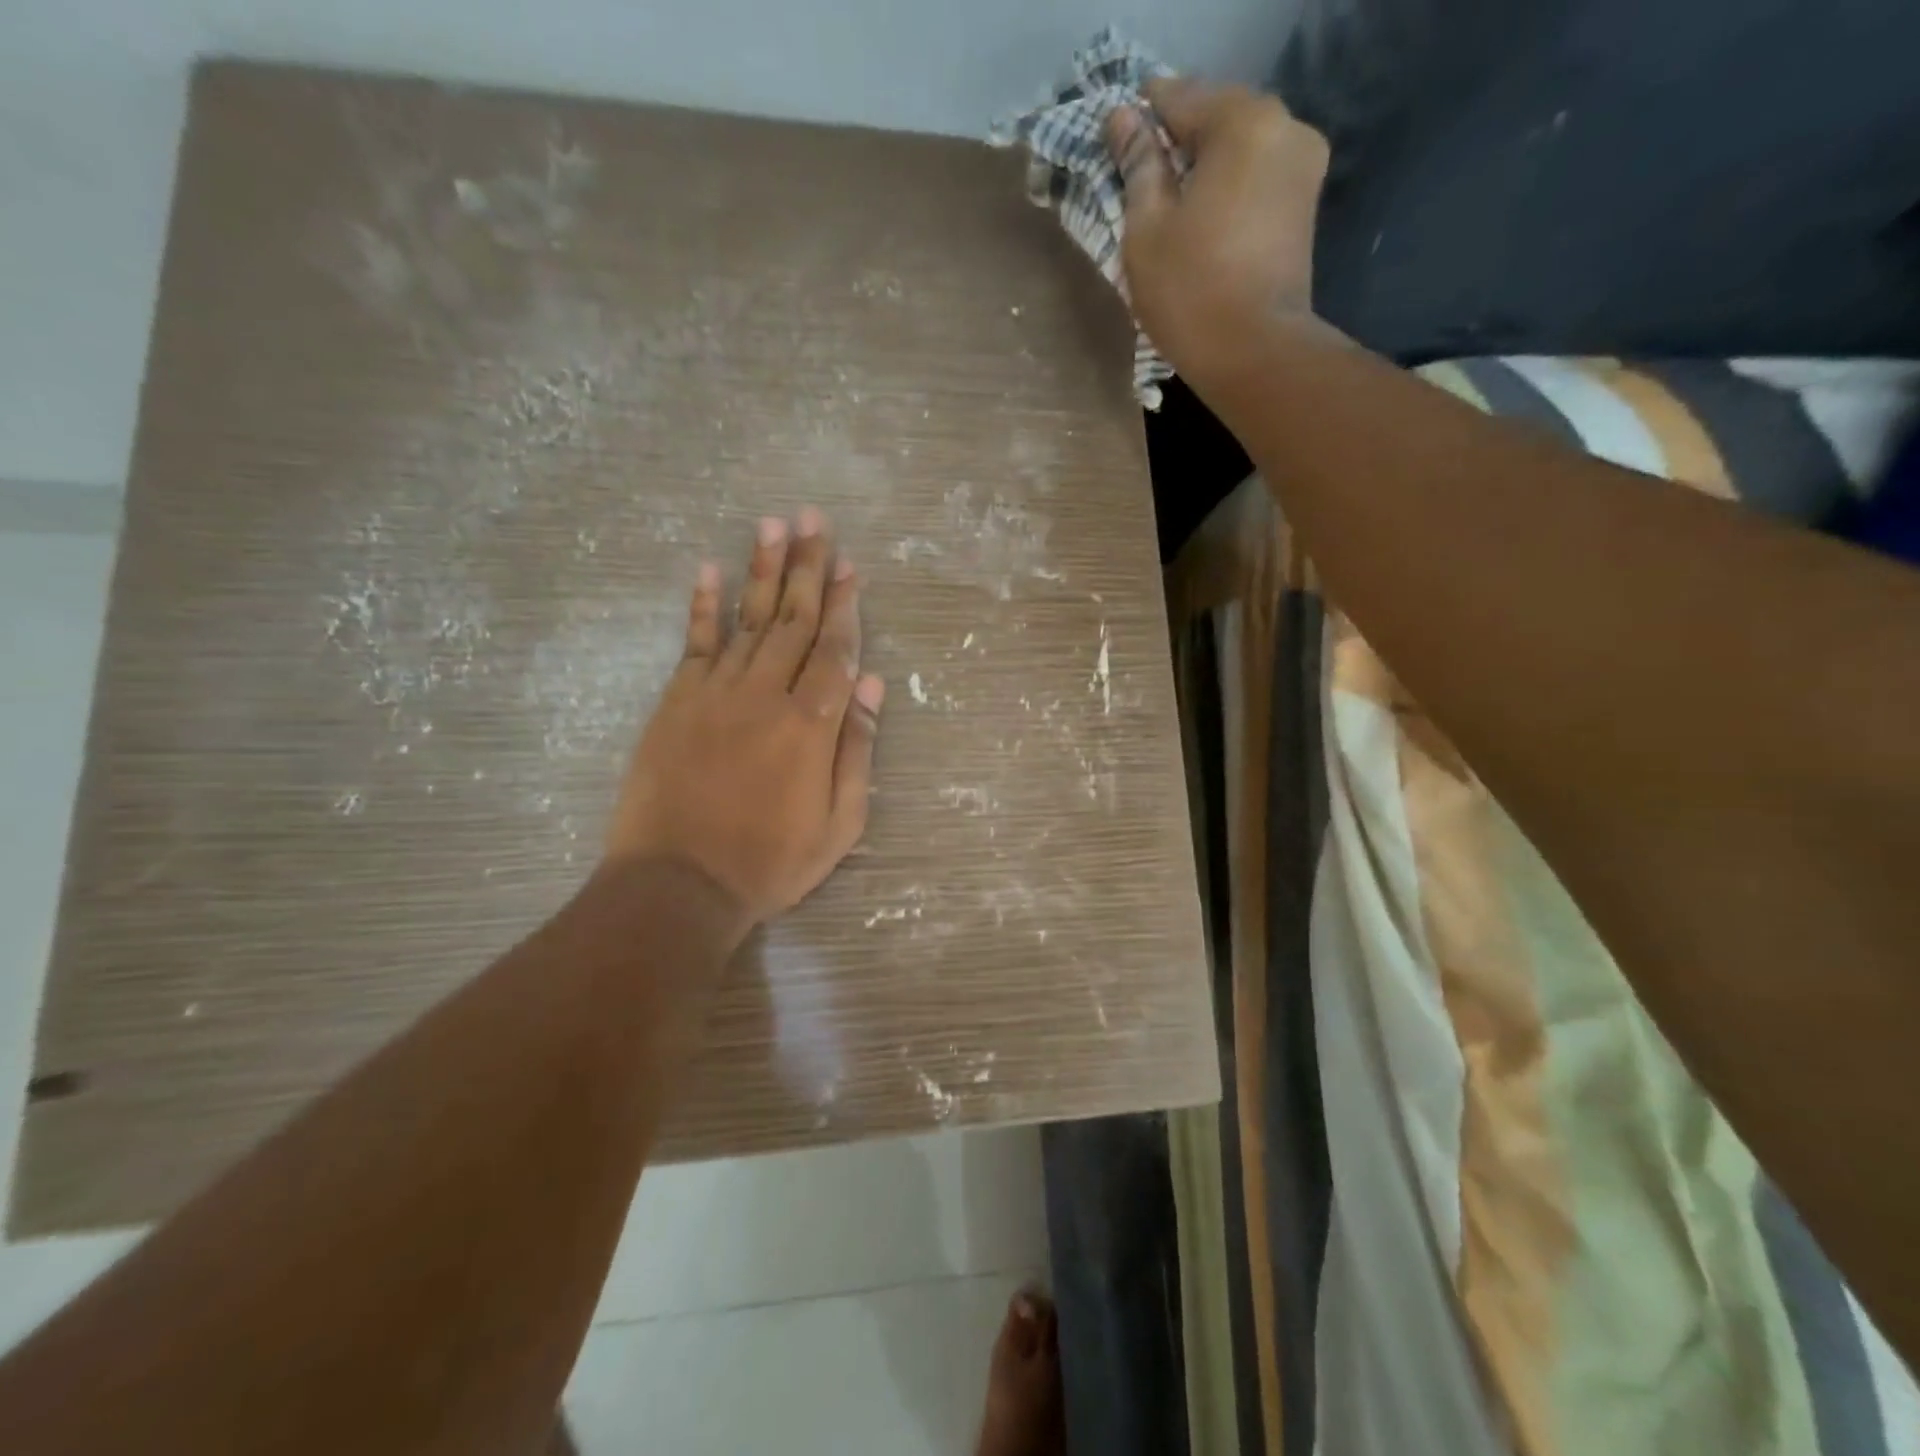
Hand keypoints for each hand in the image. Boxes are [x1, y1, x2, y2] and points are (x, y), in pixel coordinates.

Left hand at [607, 507, 884, 927]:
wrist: (679, 883)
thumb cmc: (771, 861)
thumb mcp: (840, 823)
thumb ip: (856, 750)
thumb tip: (870, 684)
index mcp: (811, 726)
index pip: (835, 650)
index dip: (845, 605)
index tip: (851, 566)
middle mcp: (766, 695)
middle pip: (793, 620)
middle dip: (808, 567)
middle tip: (815, 520)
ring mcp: (717, 693)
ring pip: (748, 620)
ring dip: (763, 569)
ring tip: (773, 524)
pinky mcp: (677, 702)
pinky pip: (695, 643)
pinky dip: (703, 605)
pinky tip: (710, 570)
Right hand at [1104, 79, 1331, 383]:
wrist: (1254, 352)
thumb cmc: (1190, 291)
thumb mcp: (1146, 228)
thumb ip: (1137, 165)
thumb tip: (1123, 118)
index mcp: (1243, 121)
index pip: (1180, 97)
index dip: (1142, 116)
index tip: (1115, 142)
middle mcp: (1285, 127)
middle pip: (1216, 118)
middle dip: (1176, 143)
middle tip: (1138, 179)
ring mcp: (1303, 167)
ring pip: (1239, 150)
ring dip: (1203, 169)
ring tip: (1167, 206)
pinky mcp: (1305, 206)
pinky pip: (1256, 179)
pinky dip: (1226, 189)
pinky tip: (1200, 221)